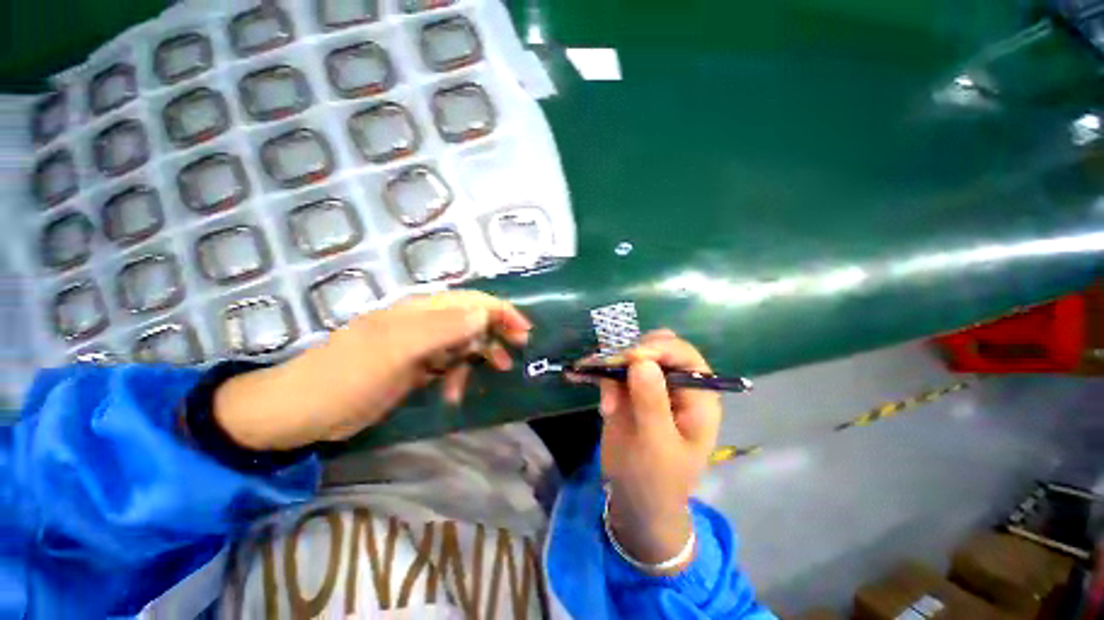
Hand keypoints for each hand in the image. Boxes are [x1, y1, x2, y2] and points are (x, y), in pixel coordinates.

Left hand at [213, 291, 530, 450]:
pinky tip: (455, 394)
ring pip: (463, 342)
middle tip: (516, 350)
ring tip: (498, 371)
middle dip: (497, 330)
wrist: (301, 412)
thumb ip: (442, 329)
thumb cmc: (347, 376)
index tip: (523, 331)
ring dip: (481, 355)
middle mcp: (423, 323)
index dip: (501, 311)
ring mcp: (418, 346)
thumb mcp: (396, 350)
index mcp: (420, 312)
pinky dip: (458, 376)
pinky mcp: (414, 367)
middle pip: (471, 318)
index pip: (471, 301)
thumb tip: (483, 313)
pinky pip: (448, 364)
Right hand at [588, 330, 721, 569]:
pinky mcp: (628, 389)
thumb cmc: (656, 480)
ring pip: (630, 357)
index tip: (630, 358)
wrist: (635, 500)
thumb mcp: (657, 446)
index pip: (684, 356)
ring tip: (606, 406)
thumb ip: (651, 403)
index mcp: (697, 397)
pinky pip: (612, 370)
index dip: (659, 349)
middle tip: (610, 370)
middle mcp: (676, 384)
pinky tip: (577, 375)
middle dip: (631, 355)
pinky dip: (596, 371)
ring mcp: (650, 385)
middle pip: (656, 348)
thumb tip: (642, 361)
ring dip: (611, 369)